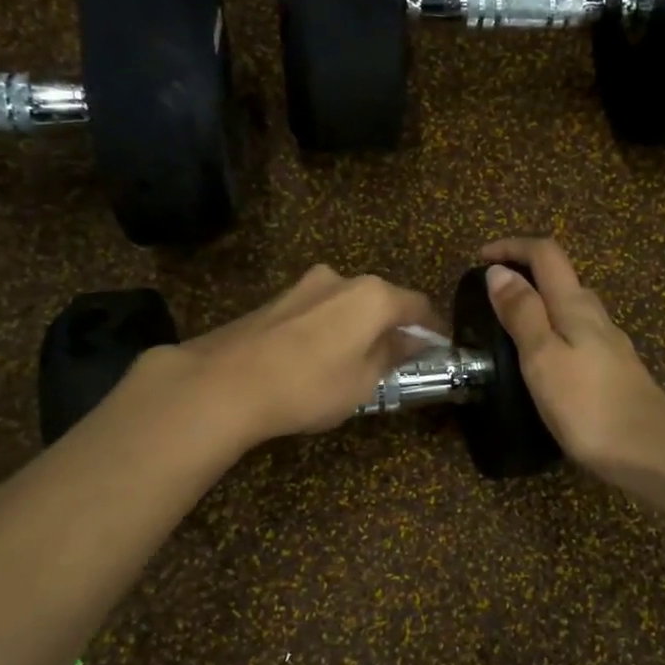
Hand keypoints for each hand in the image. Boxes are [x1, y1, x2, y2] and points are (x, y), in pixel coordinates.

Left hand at [131, 265, 439, 448]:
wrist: (224, 383)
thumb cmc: (309, 385)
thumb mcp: (364, 382)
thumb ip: (392, 355)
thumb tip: (409, 341)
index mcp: (372, 296)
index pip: (418, 306)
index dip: (433, 329)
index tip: (439, 350)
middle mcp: (341, 279)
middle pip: (381, 301)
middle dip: (393, 327)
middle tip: (398, 360)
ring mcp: (305, 286)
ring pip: (347, 305)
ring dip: (358, 328)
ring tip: (355, 363)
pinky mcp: (276, 299)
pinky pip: (318, 312)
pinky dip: (329, 330)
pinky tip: (318, 359)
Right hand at [480, 237, 664, 478]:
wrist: (653, 453)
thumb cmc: (589, 405)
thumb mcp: (543, 357)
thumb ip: (522, 313)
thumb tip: (499, 272)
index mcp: (575, 307)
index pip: (546, 255)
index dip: (512, 247)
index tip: (480, 259)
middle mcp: (596, 317)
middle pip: (562, 278)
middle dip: (525, 274)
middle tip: (490, 296)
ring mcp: (610, 345)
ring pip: (572, 308)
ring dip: (539, 304)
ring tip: (509, 328)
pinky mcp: (614, 372)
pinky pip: (579, 336)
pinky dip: (554, 332)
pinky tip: (543, 362)